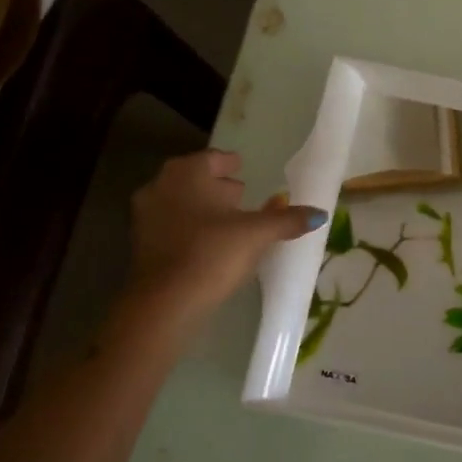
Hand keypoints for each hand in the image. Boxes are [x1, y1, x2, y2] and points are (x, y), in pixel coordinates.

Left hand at [125, 149, 325, 325]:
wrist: (164, 303)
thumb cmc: (212, 254)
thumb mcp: (257, 234)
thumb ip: (287, 220)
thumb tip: (320, 213)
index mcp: (187, 174)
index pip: (212, 159)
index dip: (229, 163)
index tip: (241, 167)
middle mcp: (160, 187)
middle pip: (193, 179)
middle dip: (215, 185)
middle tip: (239, 193)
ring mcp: (146, 216)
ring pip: (180, 202)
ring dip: (202, 207)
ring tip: (228, 219)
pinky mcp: (142, 245)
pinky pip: (171, 226)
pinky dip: (190, 228)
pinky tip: (209, 243)